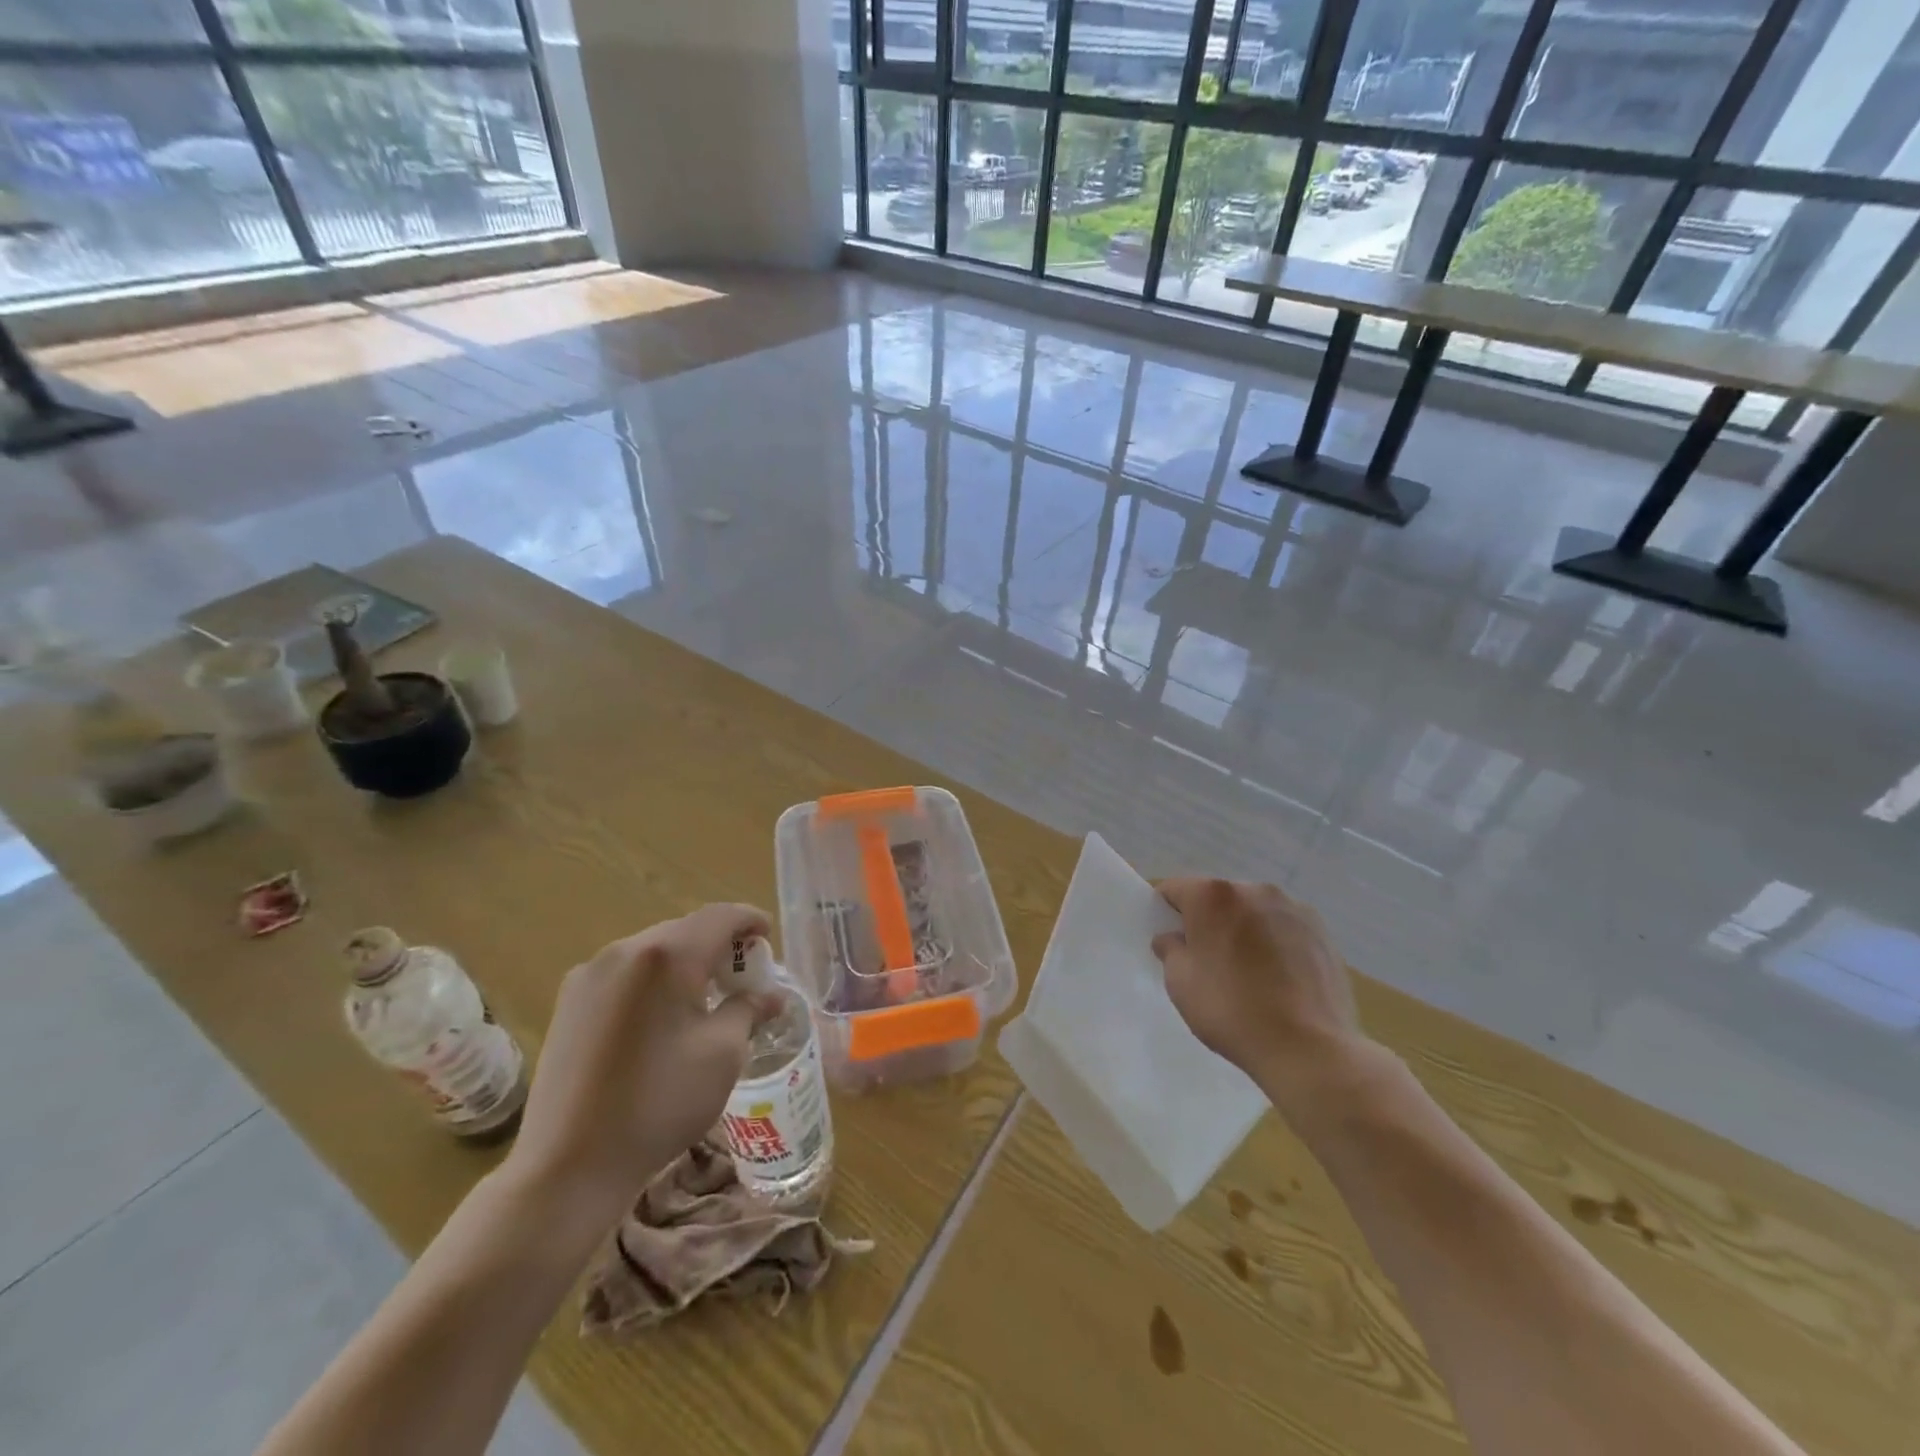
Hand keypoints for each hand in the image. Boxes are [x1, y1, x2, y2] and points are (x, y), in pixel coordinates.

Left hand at [506, 904, 776, 1218]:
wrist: (569, 1166)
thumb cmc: (659, 1103)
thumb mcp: (722, 1054)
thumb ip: (748, 1010)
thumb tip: (769, 996)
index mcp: (665, 956)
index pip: (719, 917)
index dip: (749, 920)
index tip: (768, 936)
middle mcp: (623, 951)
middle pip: (684, 930)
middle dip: (718, 945)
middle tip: (742, 975)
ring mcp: (589, 975)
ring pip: (652, 951)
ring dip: (684, 963)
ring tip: (704, 996)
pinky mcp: (568, 1003)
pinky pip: (625, 974)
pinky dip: (653, 981)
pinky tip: (662, 1016)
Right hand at [1153, 878, 1368, 1110]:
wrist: (1308, 1048)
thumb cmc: (1231, 1009)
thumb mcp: (1179, 982)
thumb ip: (1170, 949)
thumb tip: (1173, 938)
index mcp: (1213, 895)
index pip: (1175, 889)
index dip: (1166, 912)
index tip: (1170, 940)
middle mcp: (1254, 889)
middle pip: (1218, 898)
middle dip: (1209, 921)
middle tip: (1208, 961)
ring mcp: (1293, 908)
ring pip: (1254, 912)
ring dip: (1244, 930)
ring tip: (1249, 973)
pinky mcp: (1322, 932)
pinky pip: (1284, 929)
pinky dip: (1275, 944)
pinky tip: (1278, 980)